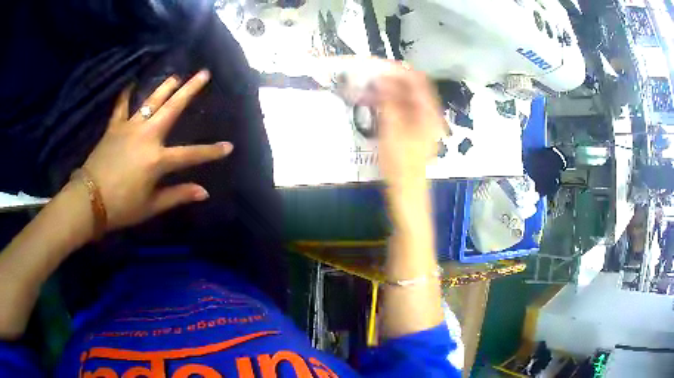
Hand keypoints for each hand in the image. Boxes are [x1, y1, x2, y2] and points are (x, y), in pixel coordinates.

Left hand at [81, 70, 232, 230]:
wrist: (89, 200)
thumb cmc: (122, 207)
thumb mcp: (151, 206)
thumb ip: (178, 195)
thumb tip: (204, 192)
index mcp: (157, 159)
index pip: (191, 154)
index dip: (211, 152)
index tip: (228, 146)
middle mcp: (147, 136)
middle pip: (172, 108)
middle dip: (190, 90)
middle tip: (204, 73)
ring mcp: (129, 128)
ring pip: (150, 102)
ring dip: (164, 87)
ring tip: (175, 76)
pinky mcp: (114, 128)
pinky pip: (120, 107)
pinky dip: (125, 96)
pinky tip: (129, 85)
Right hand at [362, 63, 445, 189]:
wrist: (407, 190)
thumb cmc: (401, 163)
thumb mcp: (392, 130)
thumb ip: (388, 101)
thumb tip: (381, 79)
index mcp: (429, 112)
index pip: (417, 80)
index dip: (399, 70)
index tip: (379, 65)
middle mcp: (428, 113)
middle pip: (411, 88)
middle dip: (391, 80)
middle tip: (369, 77)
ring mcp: (421, 122)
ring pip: (405, 98)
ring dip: (387, 91)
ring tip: (367, 89)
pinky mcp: (412, 129)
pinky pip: (401, 109)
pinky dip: (388, 103)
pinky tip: (373, 103)